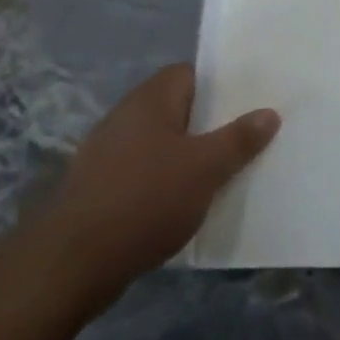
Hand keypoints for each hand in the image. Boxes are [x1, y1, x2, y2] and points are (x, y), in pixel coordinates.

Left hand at [33, 65, 278, 319]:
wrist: (71, 265)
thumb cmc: (146, 200)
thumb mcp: (206, 168)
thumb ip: (239, 139)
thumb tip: (269, 113)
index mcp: (151, 98)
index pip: (192, 74)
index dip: (221, 86)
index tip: (250, 103)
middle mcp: (126, 115)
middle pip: (178, 109)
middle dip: (209, 125)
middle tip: (244, 140)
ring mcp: (107, 153)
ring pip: (161, 144)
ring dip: (187, 157)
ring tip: (222, 174)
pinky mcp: (98, 188)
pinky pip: (143, 173)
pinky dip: (164, 183)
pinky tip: (184, 205)